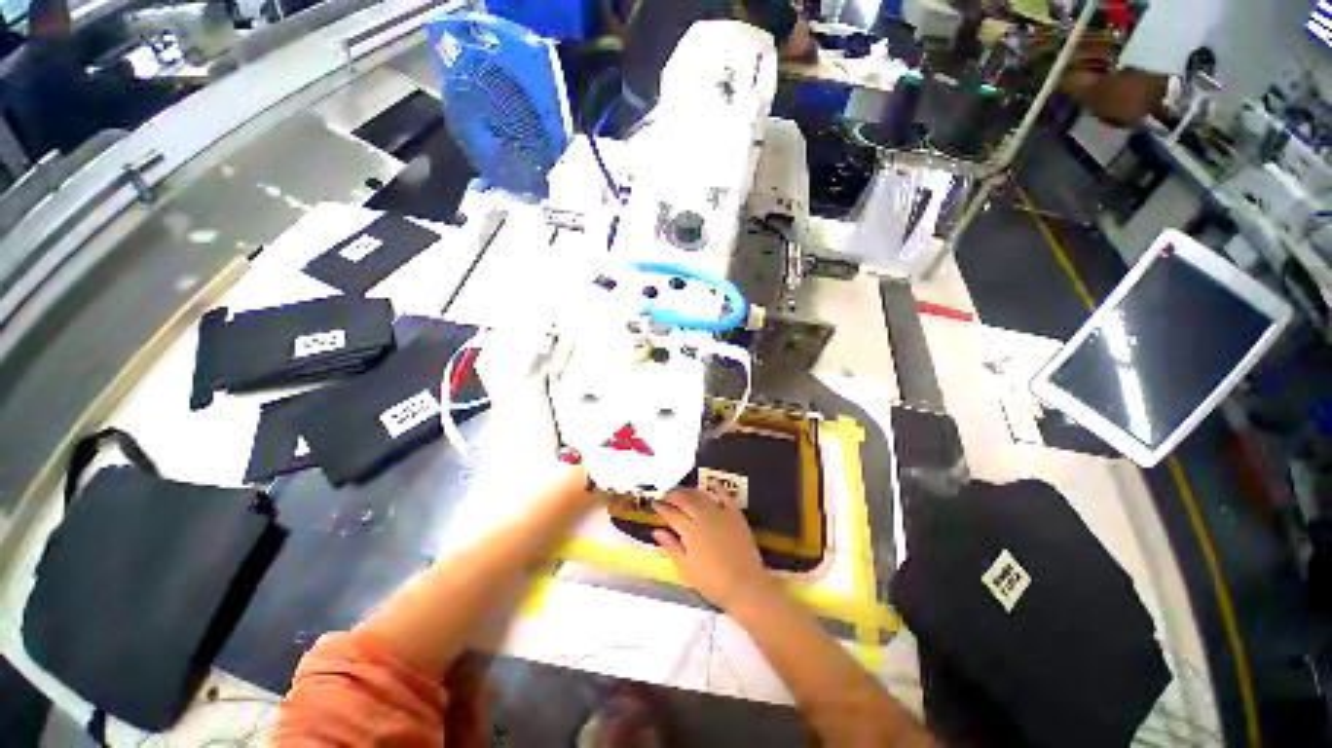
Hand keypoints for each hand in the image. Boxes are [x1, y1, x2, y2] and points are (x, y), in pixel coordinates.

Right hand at [652, 489, 772, 610]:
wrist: (745, 585)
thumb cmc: (712, 582)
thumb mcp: (686, 568)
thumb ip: (671, 547)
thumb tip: (657, 531)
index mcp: (689, 530)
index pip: (670, 513)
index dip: (660, 507)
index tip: (654, 503)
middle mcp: (703, 515)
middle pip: (684, 499)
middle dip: (672, 495)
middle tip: (666, 495)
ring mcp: (720, 512)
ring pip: (700, 494)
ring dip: (689, 491)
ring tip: (682, 491)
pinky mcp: (735, 513)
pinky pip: (724, 494)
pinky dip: (716, 486)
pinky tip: (710, 483)